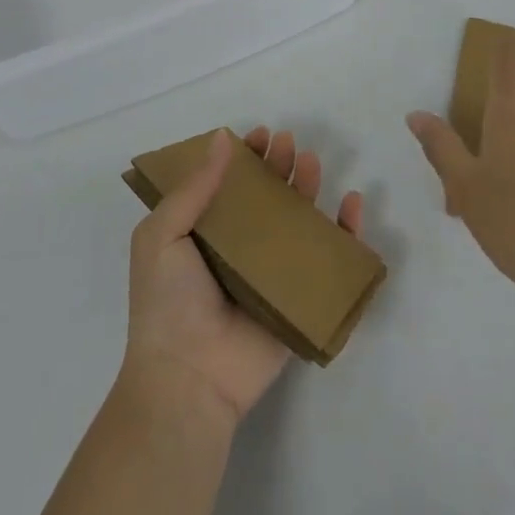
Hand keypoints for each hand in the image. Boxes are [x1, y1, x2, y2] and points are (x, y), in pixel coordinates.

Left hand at [122, 127, 364, 423]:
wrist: (189, 379)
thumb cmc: (168, 303)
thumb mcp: (162, 235)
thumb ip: (193, 188)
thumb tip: (221, 138)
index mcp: (202, 234)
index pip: (228, 185)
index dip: (245, 158)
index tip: (259, 135)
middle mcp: (237, 250)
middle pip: (266, 198)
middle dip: (278, 166)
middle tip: (287, 143)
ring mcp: (270, 274)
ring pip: (297, 222)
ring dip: (308, 188)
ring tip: (312, 162)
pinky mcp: (299, 299)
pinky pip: (329, 261)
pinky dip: (346, 233)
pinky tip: (352, 204)